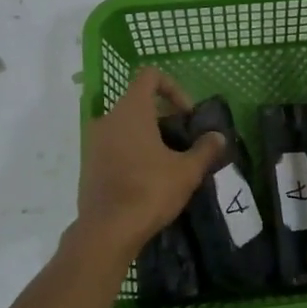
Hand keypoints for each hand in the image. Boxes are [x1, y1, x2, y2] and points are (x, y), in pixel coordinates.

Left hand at [77, 67, 224, 260]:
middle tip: (183, 142)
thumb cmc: (149, 191)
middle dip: (164, 117)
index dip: (173, 88)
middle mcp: (108, 119)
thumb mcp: (187, 170)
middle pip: (139, 102)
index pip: (150, 76)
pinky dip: (133, 152)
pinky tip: (149, 179)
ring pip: (126, 126)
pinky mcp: (89, 164)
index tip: (186, 115)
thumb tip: (218, 137)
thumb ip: (205, 149)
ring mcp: (94, 142)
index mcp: (131, 110)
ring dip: (149, 136)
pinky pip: (115, 145)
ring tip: (169, 162)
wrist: (107, 231)